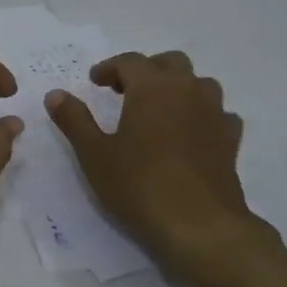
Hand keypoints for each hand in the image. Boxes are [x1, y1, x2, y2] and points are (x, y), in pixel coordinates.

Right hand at [45, 51, 264, 271]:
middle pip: (170, 62)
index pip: (130, 61)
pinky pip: (217, 113)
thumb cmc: (139, 184)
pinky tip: (188, 133)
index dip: (109, 67)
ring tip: (157, 110)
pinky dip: (201, 114)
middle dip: (146, 70)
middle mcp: (188, 91)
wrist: (200, 225)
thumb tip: (55, 94)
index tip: (94, 83)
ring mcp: (214, 114)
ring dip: (177, 87)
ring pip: (199, 83)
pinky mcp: (230, 140)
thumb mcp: (94, 154)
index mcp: (152, 88)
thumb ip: (74, 119)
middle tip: (123, 91)